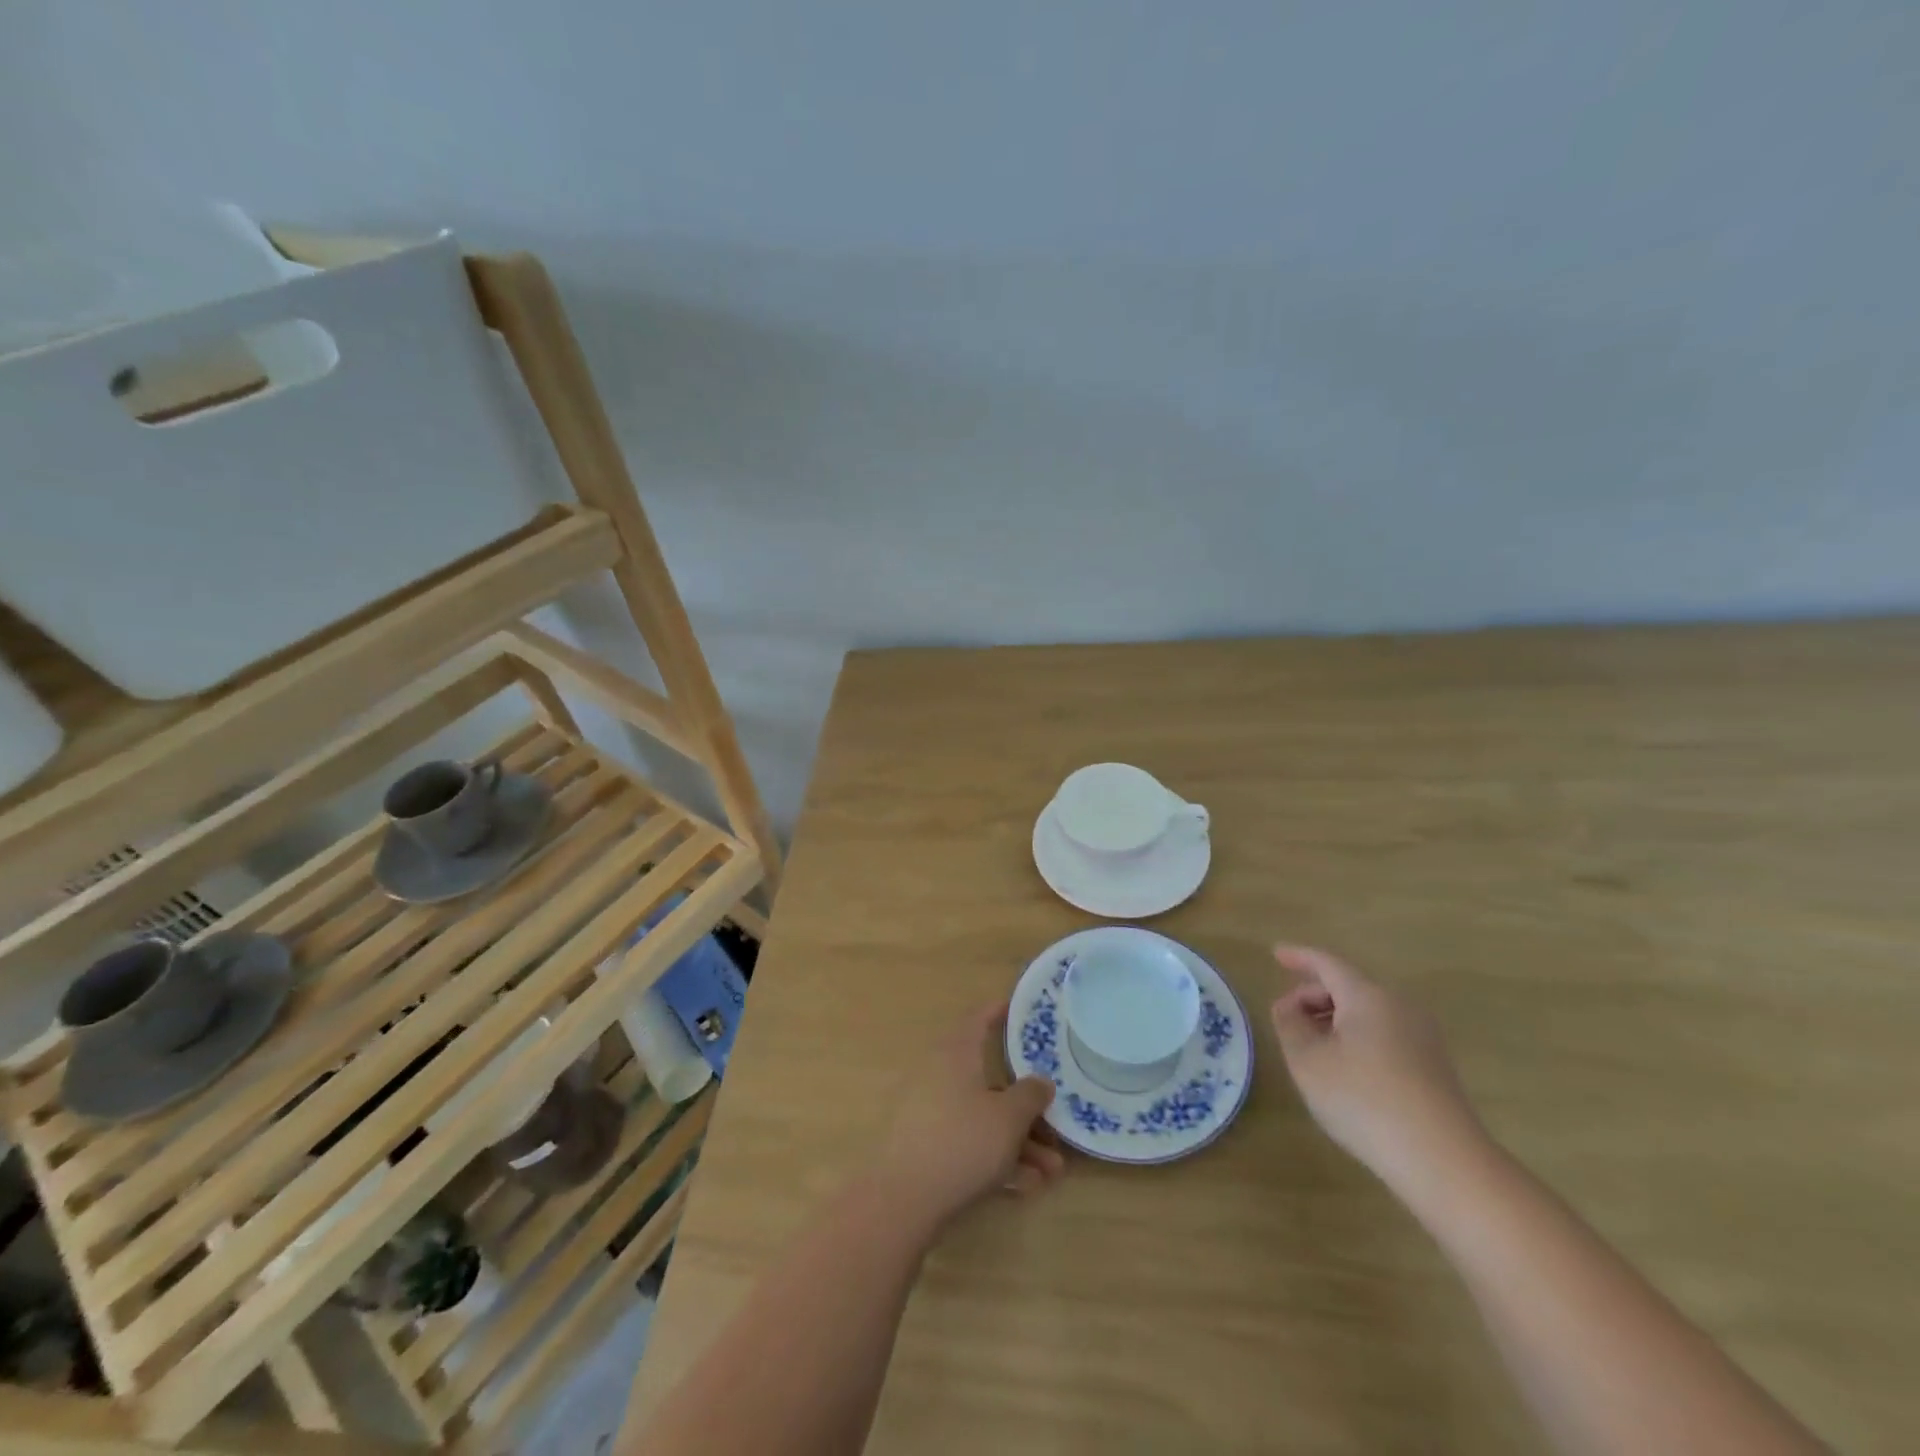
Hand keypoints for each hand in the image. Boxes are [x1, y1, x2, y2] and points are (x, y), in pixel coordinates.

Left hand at [869, 1004, 1065, 1231]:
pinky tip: (1027, 1187)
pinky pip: (969, 1143)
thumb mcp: (1008, 1118)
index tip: (1021, 1008)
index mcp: (956, 1053)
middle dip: (1027, 1106)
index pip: (979, 1019)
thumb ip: (1030, 1095)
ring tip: (1053, 1172)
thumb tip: (1041, 1081)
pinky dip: (997, 1158)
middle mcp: (940, 1075)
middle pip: (990, 1080)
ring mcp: (930, 1112)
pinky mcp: (926, 1147)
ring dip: (1019, 1141)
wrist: (901, 1199)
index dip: (1000, 1011)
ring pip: (983, 1118)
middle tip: (1057, 1121)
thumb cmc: (961, 1142)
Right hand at [1270, 945, 1487, 1195]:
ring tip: (1311, 1045)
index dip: (1298, 956)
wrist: (1444, 1162)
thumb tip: (1289, 1006)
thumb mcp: (1308, 1061)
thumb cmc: (1364, 1100)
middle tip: (1286, 1016)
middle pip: (1348, 986)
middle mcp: (1399, 1006)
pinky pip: (1384, 1033)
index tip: (1275, 953)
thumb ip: (1289, 1024)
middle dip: (1313, 995)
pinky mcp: (1433, 1066)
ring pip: (1367, 1012)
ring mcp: (1422, 1036)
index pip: (1327, 963)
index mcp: (1367, 996)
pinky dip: (1356, 1037)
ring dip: (1334, 1019)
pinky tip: (1344, 1068)